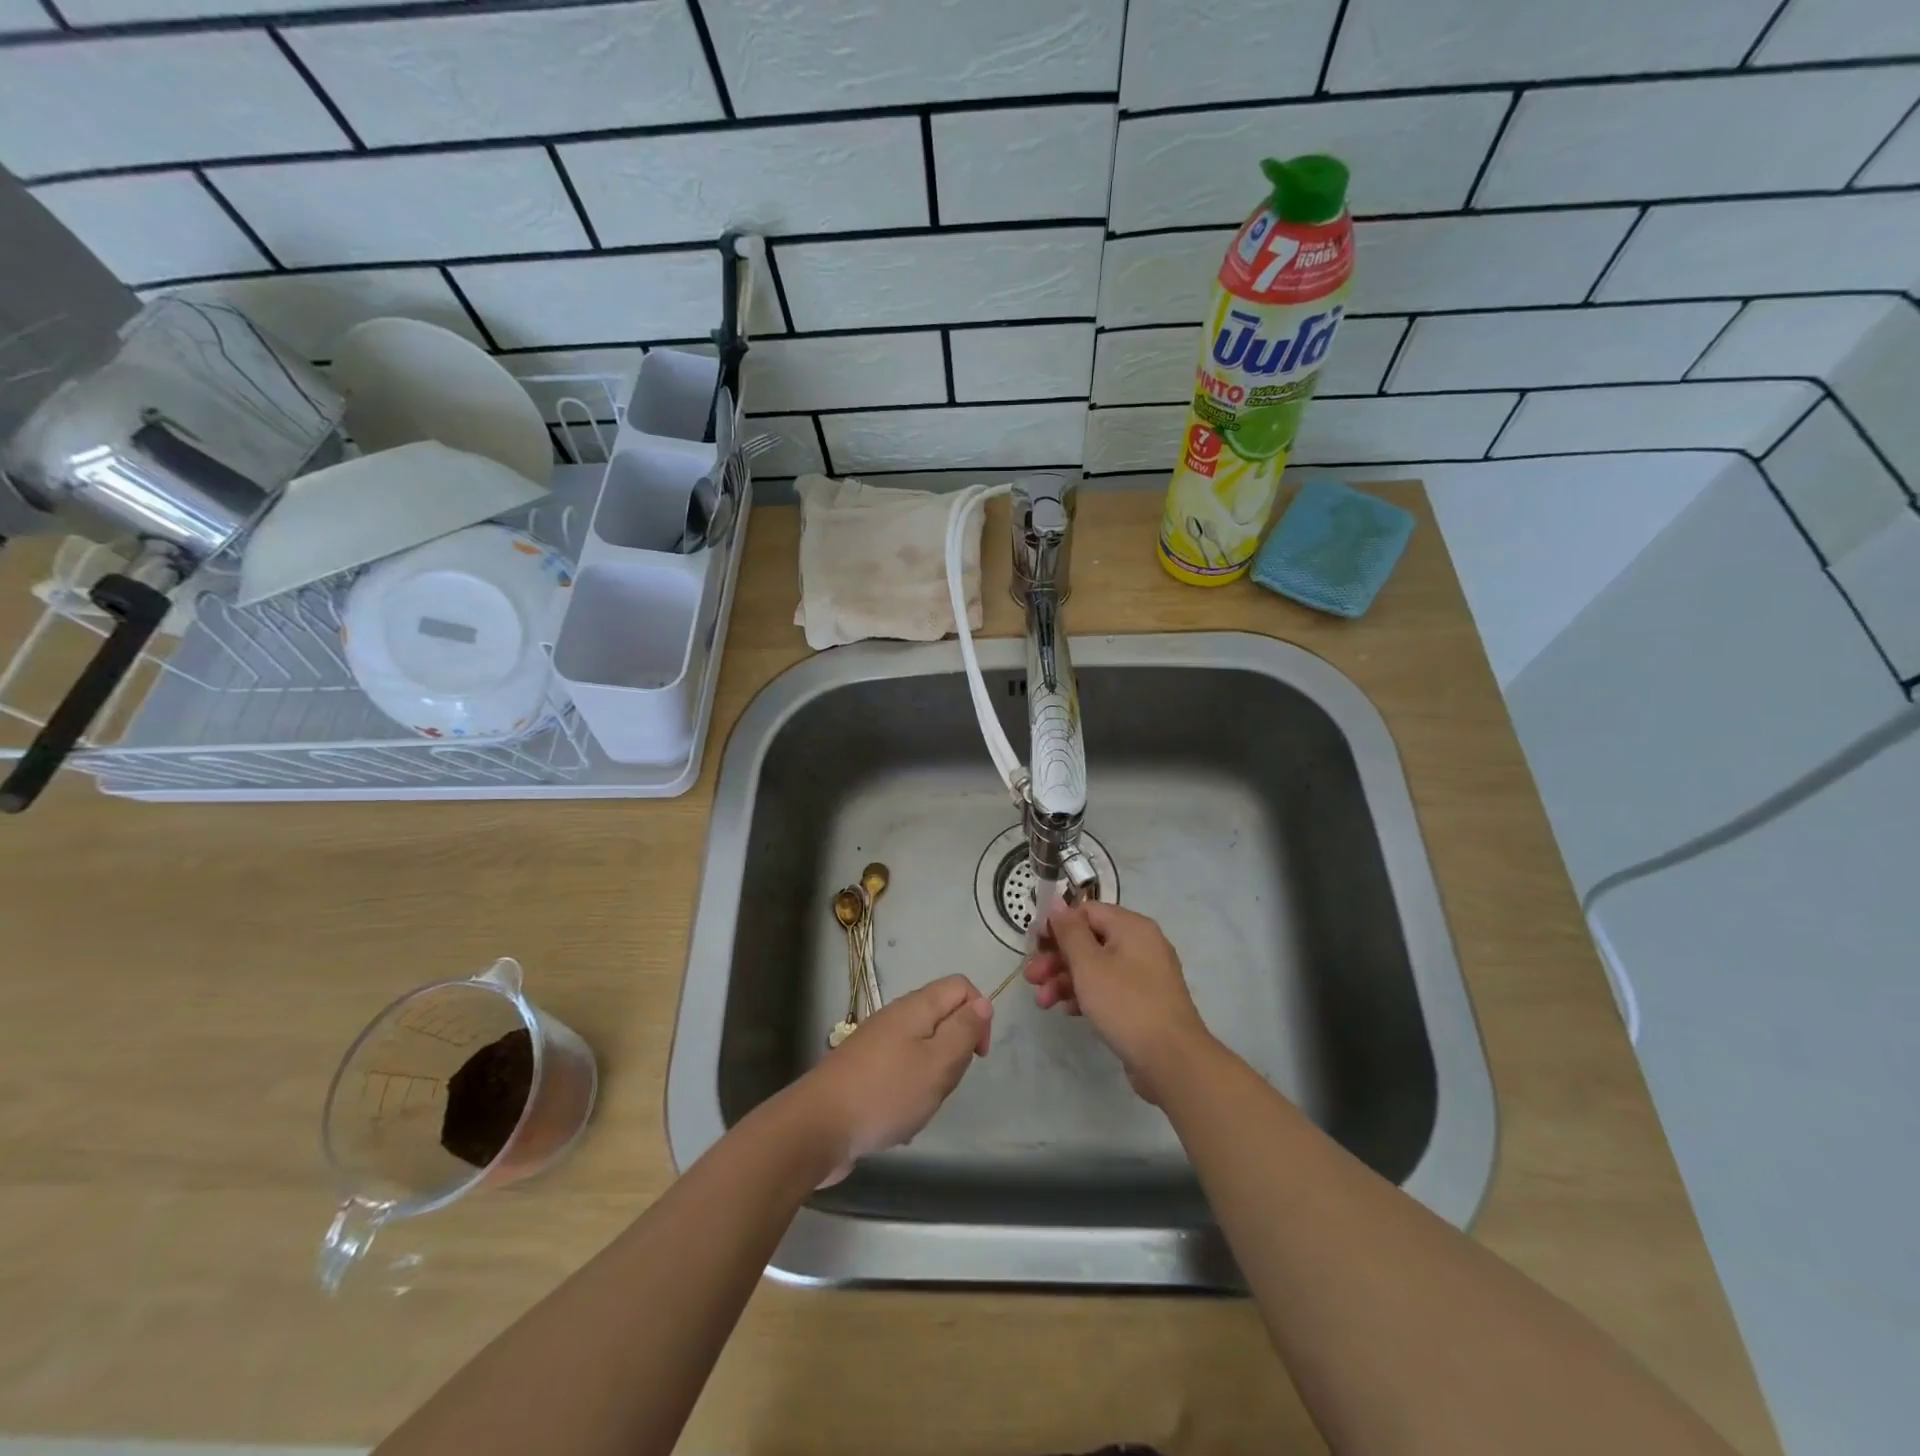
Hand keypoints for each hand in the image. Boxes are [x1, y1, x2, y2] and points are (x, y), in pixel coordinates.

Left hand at [790, 974, 991, 1184]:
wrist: (817, 1127)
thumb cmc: (886, 1093)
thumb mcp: (937, 1063)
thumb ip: (964, 1030)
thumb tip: (981, 1003)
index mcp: (915, 1007)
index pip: (960, 986)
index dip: (978, 1014)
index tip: (977, 1054)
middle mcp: (895, 1017)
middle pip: (942, 1018)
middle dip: (954, 1052)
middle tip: (944, 1084)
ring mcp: (876, 1043)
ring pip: (922, 1050)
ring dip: (932, 1078)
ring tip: (920, 1107)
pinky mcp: (863, 1070)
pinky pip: (900, 1074)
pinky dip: (908, 1095)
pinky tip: (898, 1123)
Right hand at [1024, 900, 1214, 1103]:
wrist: (1172, 1061)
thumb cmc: (1126, 1004)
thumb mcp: (1089, 964)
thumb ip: (1069, 931)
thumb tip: (1058, 903)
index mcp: (1131, 927)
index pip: (1086, 911)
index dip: (1057, 925)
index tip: (1033, 945)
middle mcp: (1141, 944)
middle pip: (1089, 940)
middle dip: (1056, 958)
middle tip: (1031, 978)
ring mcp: (1144, 975)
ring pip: (1096, 967)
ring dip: (1065, 979)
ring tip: (1043, 1002)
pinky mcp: (1143, 1002)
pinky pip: (1109, 988)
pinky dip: (1086, 995)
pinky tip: (1068, 1011)